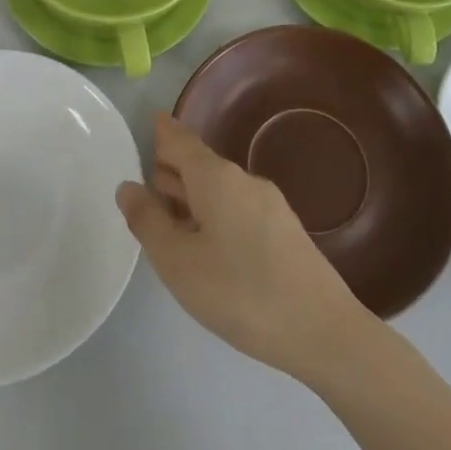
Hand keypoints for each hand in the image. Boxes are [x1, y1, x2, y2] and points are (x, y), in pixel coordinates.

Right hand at [117, 113, 374, 384]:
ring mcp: (269, 205)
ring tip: (167, 206)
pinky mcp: (284, 230)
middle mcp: (244, 181)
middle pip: (201, 163)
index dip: (163, 131)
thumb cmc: (239, 292)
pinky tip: (205, 239)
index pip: (181, 141)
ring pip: (219, 188)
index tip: (151, 119)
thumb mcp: (178, 261)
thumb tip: (128, 186)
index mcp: (216, 178)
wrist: (322, 329)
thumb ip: (148, 221)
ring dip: (192, 192)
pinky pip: (237, 207)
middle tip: (147, 173)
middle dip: (174, 166)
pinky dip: (212, 211)